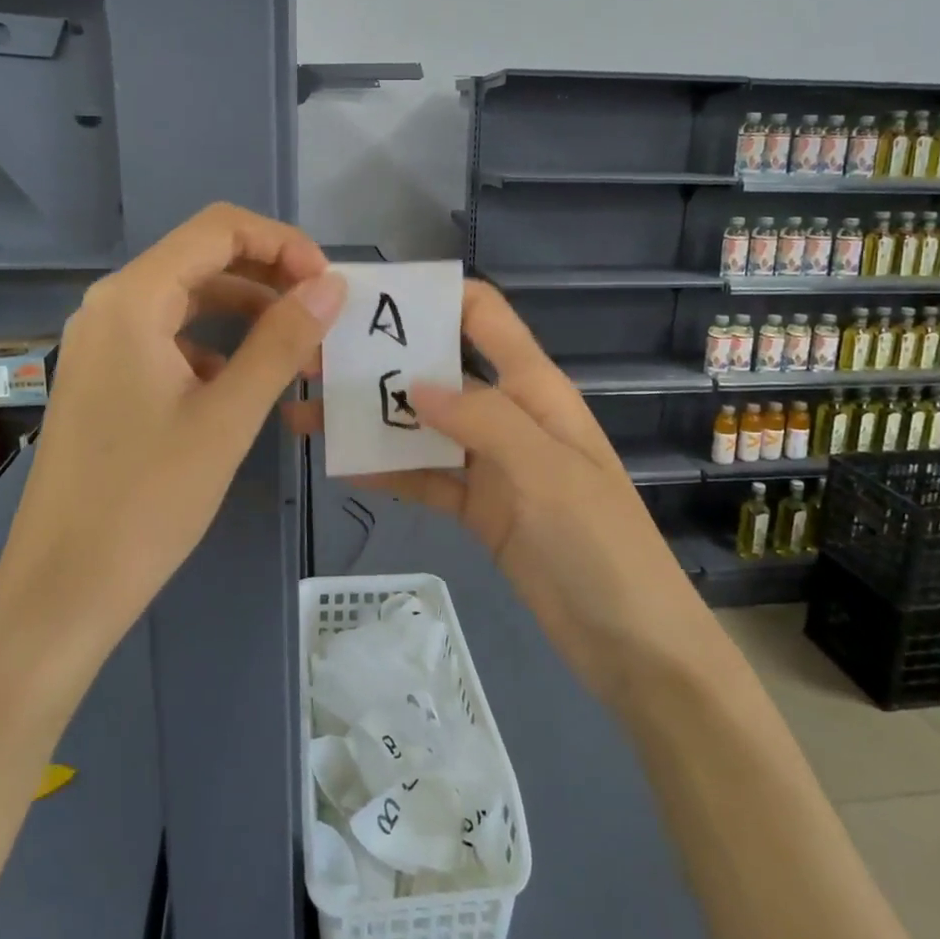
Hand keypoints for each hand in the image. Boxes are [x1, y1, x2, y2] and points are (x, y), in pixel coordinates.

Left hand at [0, 204, 344, 645]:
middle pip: (204, 259)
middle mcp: (111, 306)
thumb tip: (331, 285)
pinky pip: (171, 337)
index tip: (328, 285)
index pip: (219, 229)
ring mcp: (103, 343)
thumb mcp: (228, 416)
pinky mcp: (106, 377)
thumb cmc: (148, 499)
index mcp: (133, 299)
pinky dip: (219, 345)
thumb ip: (282, 341)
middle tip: (324, 318)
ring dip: (249, 313)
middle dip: (271, 277)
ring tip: (301, 350)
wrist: (64, 587)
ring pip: (189, 299)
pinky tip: (249, 383)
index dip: (283, 243)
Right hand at [292, 280, 706, 705]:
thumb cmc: (598, 543)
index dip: (433, 297)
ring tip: (309, 411)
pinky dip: (389, 471)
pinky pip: (426, 478)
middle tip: (314, 361)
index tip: (368, 297)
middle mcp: (508, 414)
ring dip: (373, 419)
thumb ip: (483, 419)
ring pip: (424, 427)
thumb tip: (415, 384)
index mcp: (534, 388)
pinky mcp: (478, 508)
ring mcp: (492, 464)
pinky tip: (341, 466)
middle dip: (383, 360)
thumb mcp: (546, 470)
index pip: (484, 317)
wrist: (630, 641)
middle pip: (440, 370)